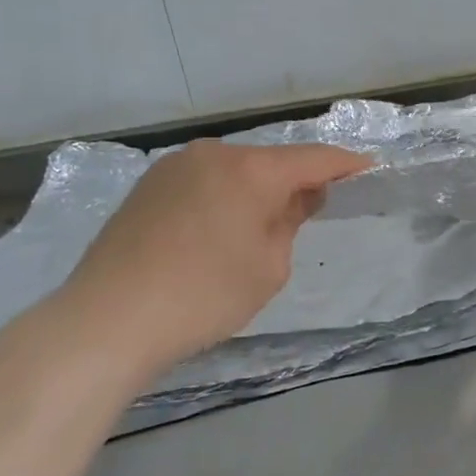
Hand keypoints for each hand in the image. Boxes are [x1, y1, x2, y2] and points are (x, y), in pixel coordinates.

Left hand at [53, 139, 371, 377]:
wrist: (106, 321)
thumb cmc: (204, 296)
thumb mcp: (269, 267)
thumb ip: (290, 222)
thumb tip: (297, 197)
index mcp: (251, 170)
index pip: (314, 159)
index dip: (346, 164)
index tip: (370, 167)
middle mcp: (213, 155)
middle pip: (272, 161)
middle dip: (297, 180)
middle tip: (316, 206)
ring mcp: (174, 167)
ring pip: (236, 169)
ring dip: (258, 188)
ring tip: (266, 222)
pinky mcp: (148, 186)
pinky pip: (205, 181)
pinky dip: (226, 195)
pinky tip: (223, 226)